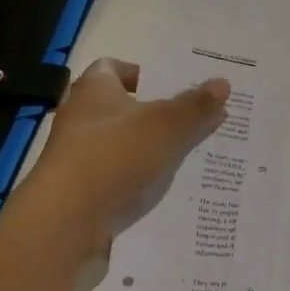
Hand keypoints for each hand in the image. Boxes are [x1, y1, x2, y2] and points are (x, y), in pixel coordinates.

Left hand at [17, 58, 230, 243]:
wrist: (66, 223)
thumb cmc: (113, 155)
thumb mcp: (165, 125)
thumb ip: (195, 105)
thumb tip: (223, 83)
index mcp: (94, 90)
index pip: (114, 67)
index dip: (144, 73)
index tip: (175, 86)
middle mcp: (83, 119)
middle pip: (127, 108)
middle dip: (162, 113)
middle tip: (201, 117)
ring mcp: (82, 157)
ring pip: (128, 145)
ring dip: (157, 148)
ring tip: (198, 152)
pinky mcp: (85, 191)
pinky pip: (123, 177)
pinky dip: (146, 179)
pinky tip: (176, 186)